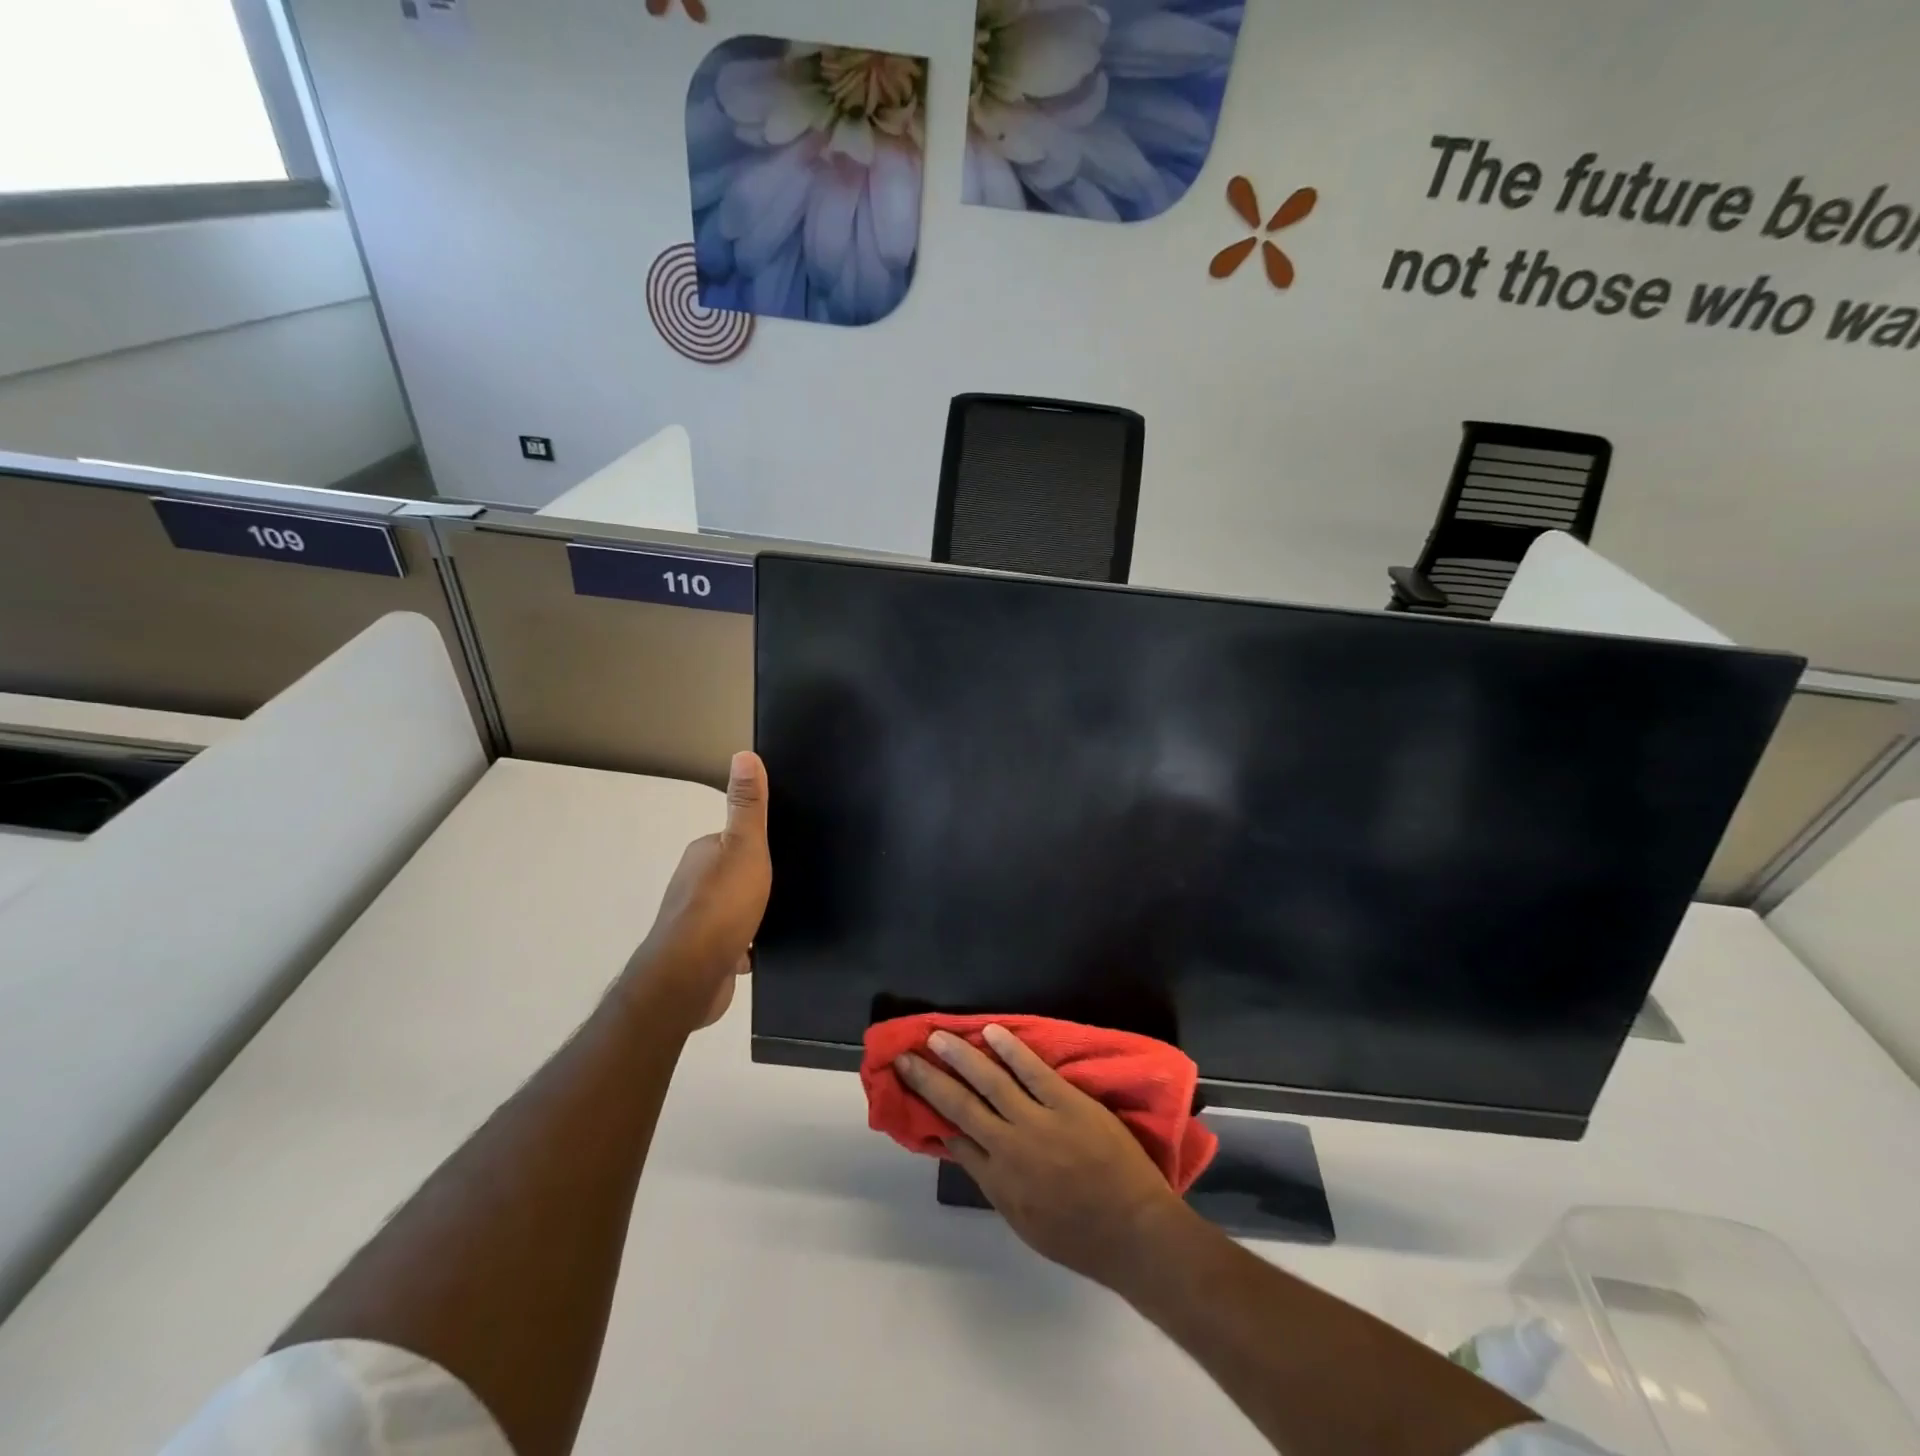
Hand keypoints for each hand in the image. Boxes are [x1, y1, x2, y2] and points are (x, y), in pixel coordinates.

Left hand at [629, 751, 769, 1029]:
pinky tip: (767, 949)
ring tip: (784, 914)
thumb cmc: (721, 905)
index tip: (786, 850)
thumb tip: (744, 754)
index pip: (735, 839)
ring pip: (734, 909)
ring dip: (754, 913)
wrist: (691, 977)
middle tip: (792, 883)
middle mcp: (694, 883)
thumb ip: (748, 806)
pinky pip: (734, 941)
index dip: (759, 844)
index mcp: (703, 853)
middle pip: (734, 873)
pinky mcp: (704, 954)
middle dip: (758, 879)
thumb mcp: (745, 847)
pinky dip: (748, 944)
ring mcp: (696, 921)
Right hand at [895, 1024, 1193, 1288]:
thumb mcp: (1025, 1223)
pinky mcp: (1068, 1102)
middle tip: (905, 1057)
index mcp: (998, 1181)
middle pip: (960, 1106)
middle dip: (929, 1080)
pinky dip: (1011, 1049)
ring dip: (960, 1057)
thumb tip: (965, 1149)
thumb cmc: (1081, 1238)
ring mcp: (1039, 1122)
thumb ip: (994, 1184)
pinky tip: (991, 1031)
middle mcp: (1009, 1147)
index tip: (913, 1092)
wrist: (1134, 1233)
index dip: (931, 1115)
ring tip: (936, 1036)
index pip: (955, 1140)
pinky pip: (1033, 1070)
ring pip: (990, 1081)